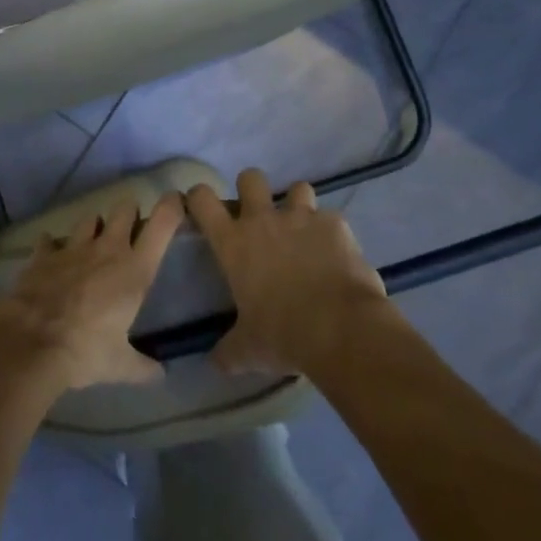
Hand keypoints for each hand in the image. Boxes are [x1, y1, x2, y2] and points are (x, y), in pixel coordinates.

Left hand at [0, 195, 182, 389]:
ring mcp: (73, 247)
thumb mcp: (120, 366)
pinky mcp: (44, 253)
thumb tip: (160, 374)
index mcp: (134, 271)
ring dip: (93, 227)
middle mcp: (107, 249)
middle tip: (129, 227)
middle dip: (129, 213)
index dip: (171, 207)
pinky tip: (51, 254)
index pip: (161, 226)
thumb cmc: (86, 351)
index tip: (175, 200)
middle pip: (124, 210)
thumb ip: (143, 367)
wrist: (31, 342)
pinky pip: (50, 240)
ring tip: (92, 241)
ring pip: (89, 219)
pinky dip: (53, 245)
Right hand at [186, 169, 389, 375]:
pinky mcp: (336, 225)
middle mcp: (263, 220)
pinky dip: (332, 233)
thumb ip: (229, 351)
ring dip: (298, 206)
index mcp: (233, 243)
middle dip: (253, 190)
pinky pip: (331, 219)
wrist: (341, 330)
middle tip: (260, 216)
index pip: (202, 200)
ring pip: (297, 188)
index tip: (203, 208)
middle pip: (250, 177)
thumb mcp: (248, 350)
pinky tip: (337, 256)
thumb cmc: (283, 336)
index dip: (200, 197)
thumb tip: (215, 363)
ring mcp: (302, 217)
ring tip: (305, 232)